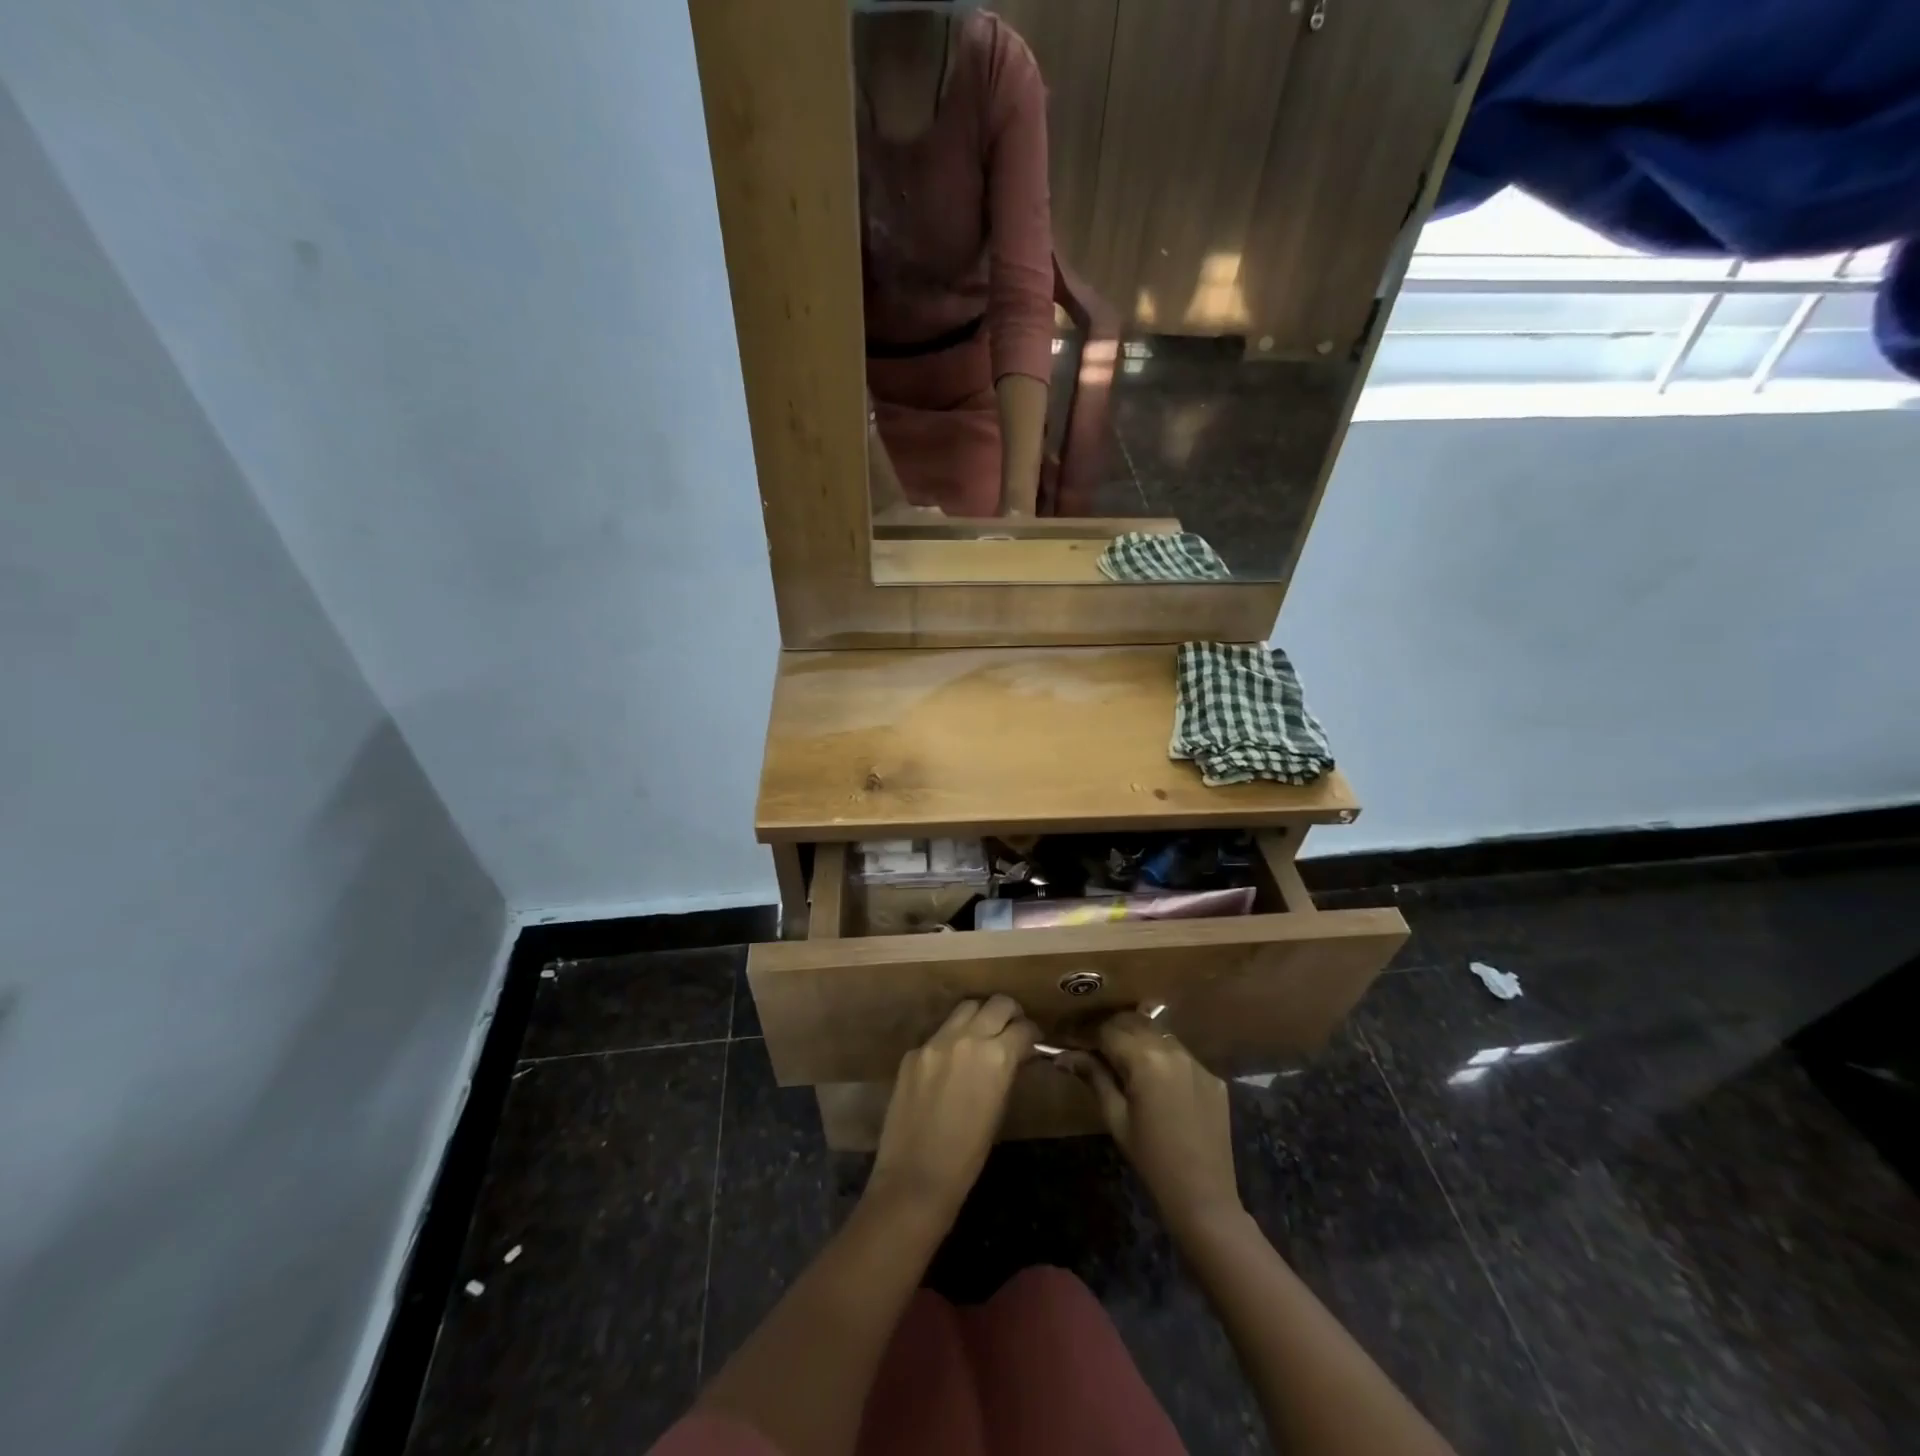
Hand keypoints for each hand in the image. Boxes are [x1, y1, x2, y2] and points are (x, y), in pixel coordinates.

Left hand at [868, 996, 1037, 1219]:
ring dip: (980, 1016)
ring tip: (983, 1034)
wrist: (915, 1178)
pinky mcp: (913, 1052)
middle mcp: (967, 1038)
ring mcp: (936, 1041)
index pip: (1023, 1028)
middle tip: (1012, 1028)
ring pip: (966, 1008)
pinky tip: (951, 1061)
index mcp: (996, 1057)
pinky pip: (939, 1033)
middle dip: (1010, 1013)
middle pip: (997, 1003)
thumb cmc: (968, 1156)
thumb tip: (1015, 1055)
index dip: (1032, 1034)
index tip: (1033, 1042)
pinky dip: (952, 1039)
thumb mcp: (999, 1109)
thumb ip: (1007, 1072)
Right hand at [1063, 1013, 1241, 1235]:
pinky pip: (1181, 1055)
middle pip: (1135, 1023)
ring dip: (1138, 1038)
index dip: (1088, 1033)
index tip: (1073, 1040)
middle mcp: (1173, 1050)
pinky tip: (1155, 1079)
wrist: (1203, 1197)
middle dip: (1112, 1029)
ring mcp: (1197, 1062)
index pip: (1109, 1029)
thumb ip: (1094, 1077)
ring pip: (1159, 1034)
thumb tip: (1064, 1055)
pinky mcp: (1213, 1077)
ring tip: (1122, 1058)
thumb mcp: (1115, 1118)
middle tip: (1093, 1045)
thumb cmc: (1151, 1160)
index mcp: (1145, 1060)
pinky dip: (1162, 1058)